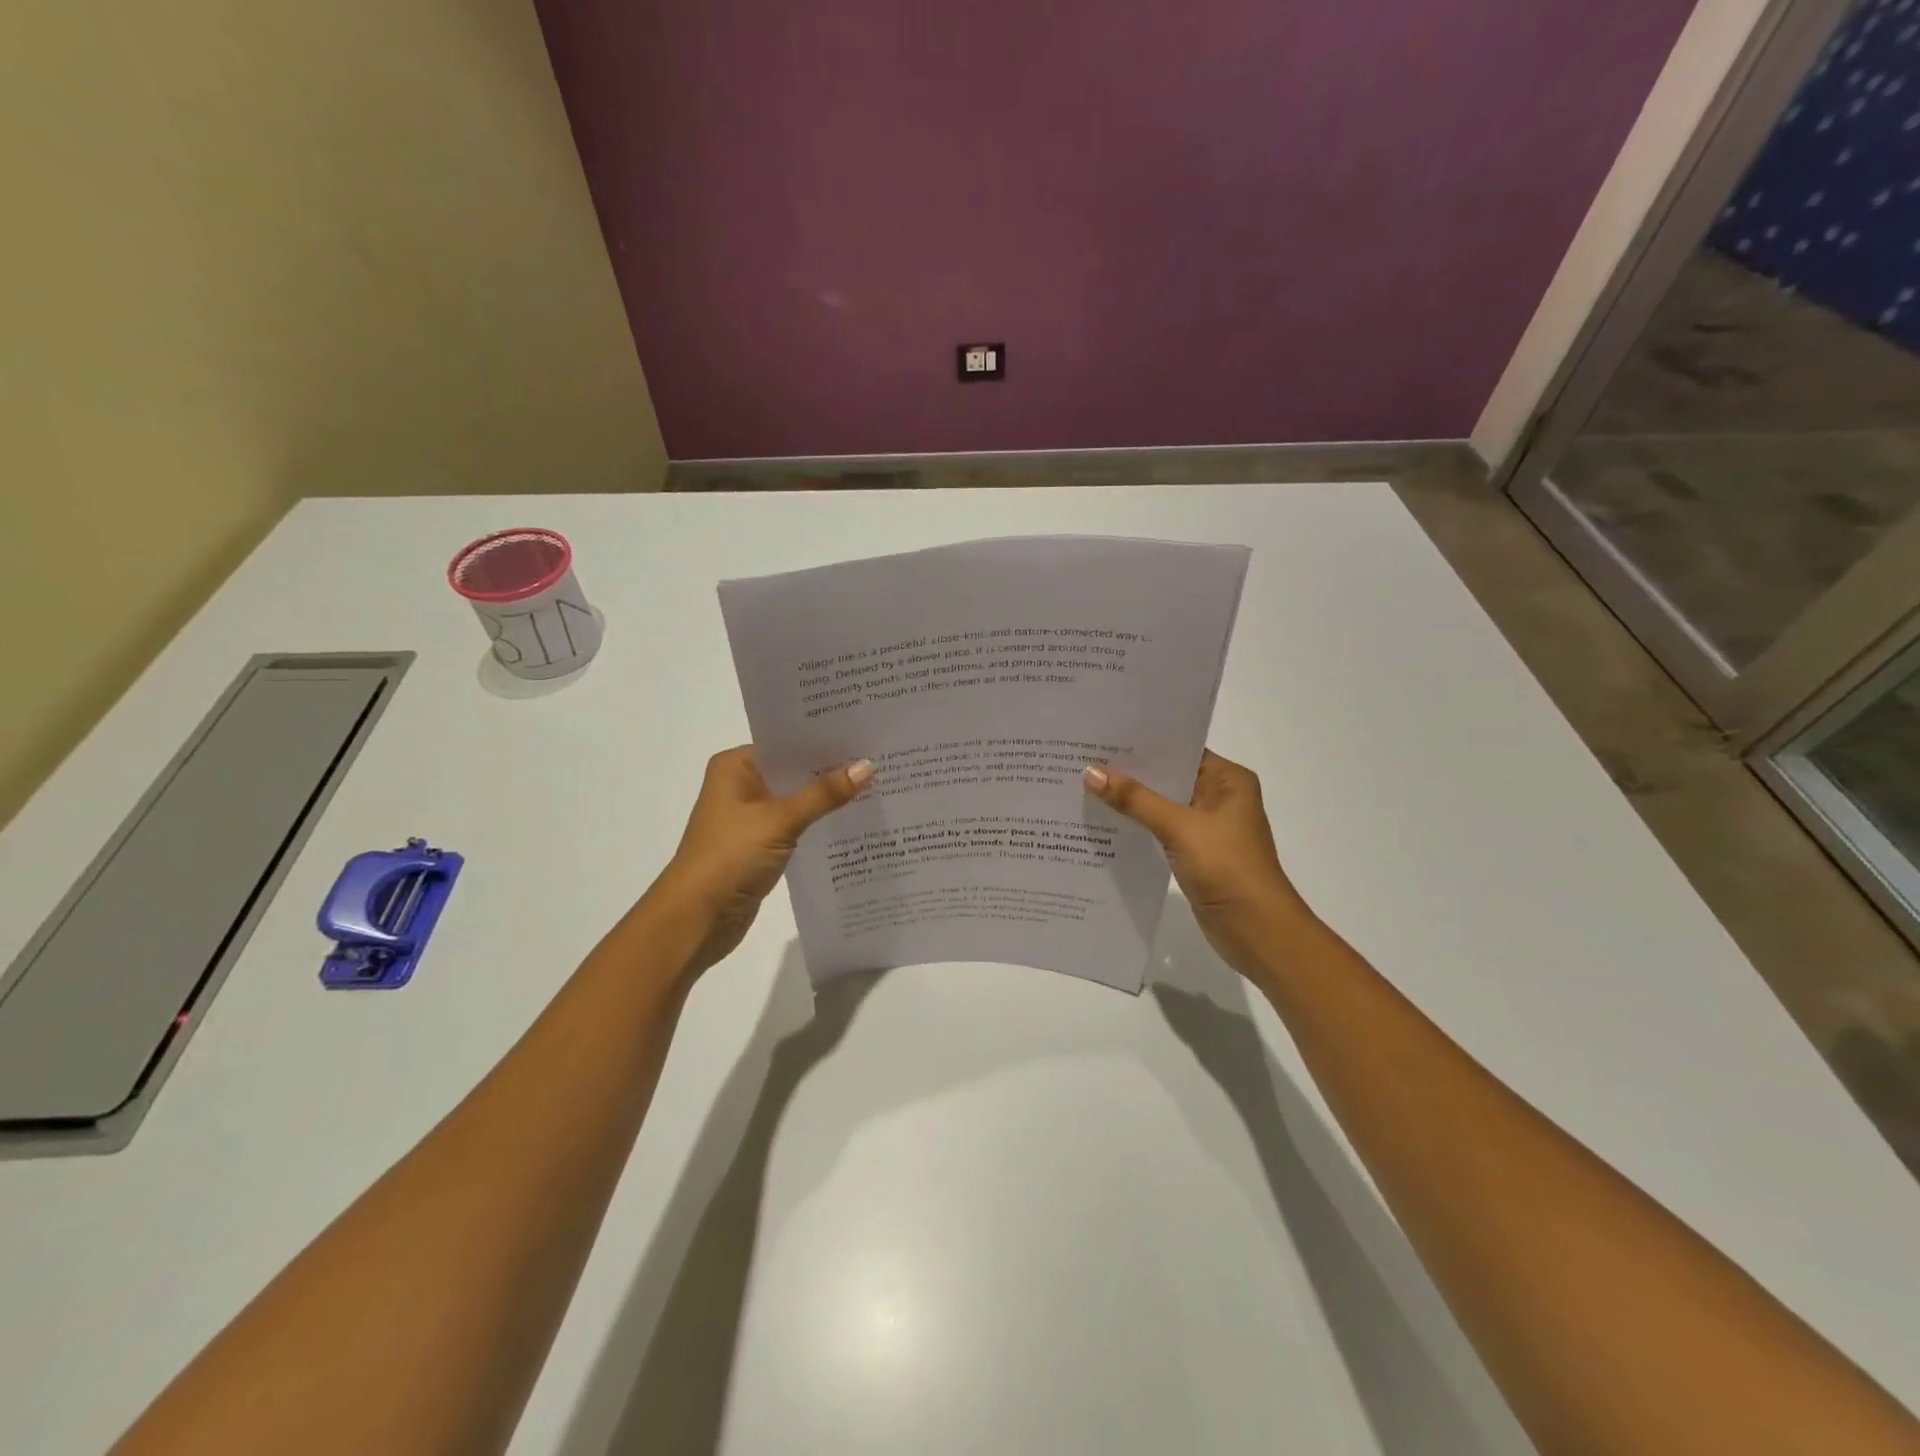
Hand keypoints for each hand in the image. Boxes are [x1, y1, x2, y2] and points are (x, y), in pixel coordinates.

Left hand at [654, 746, 870, 974]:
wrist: (696, 919)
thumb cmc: (730, 856)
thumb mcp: (780, 820)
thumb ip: (823, 794)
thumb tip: (867, 766)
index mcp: (736, 767)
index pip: (787, 743)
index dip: (823, 740)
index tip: (864, 735)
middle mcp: (741, 786)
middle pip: (794, 771)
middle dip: (831, 769)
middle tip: (880, 759)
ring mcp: (750, 818)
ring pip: (797, 800)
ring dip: (827, 798)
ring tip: (877, 785)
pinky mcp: (761, 846)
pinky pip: (797, 826)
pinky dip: (819, 823)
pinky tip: (854, 820)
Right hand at [1083, 749, 1311, 977]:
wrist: (1257, 930)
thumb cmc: (1227, 867)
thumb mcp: (1179, 827)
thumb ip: (1135, 799)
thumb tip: (1090, 771)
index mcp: (1228, 779)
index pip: (1179, 748)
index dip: (1142, 742)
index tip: (1101, 733)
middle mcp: (1218, 796)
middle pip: (1167, 776)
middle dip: (1129, 771)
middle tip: (1082, 756)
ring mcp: (1206, 827)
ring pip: (1160, 804)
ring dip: (1129, 800)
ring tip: (1082, 784)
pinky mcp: (1193, 853)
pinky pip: (1158, 830)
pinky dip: (1135, 826)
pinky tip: (1101, 821)